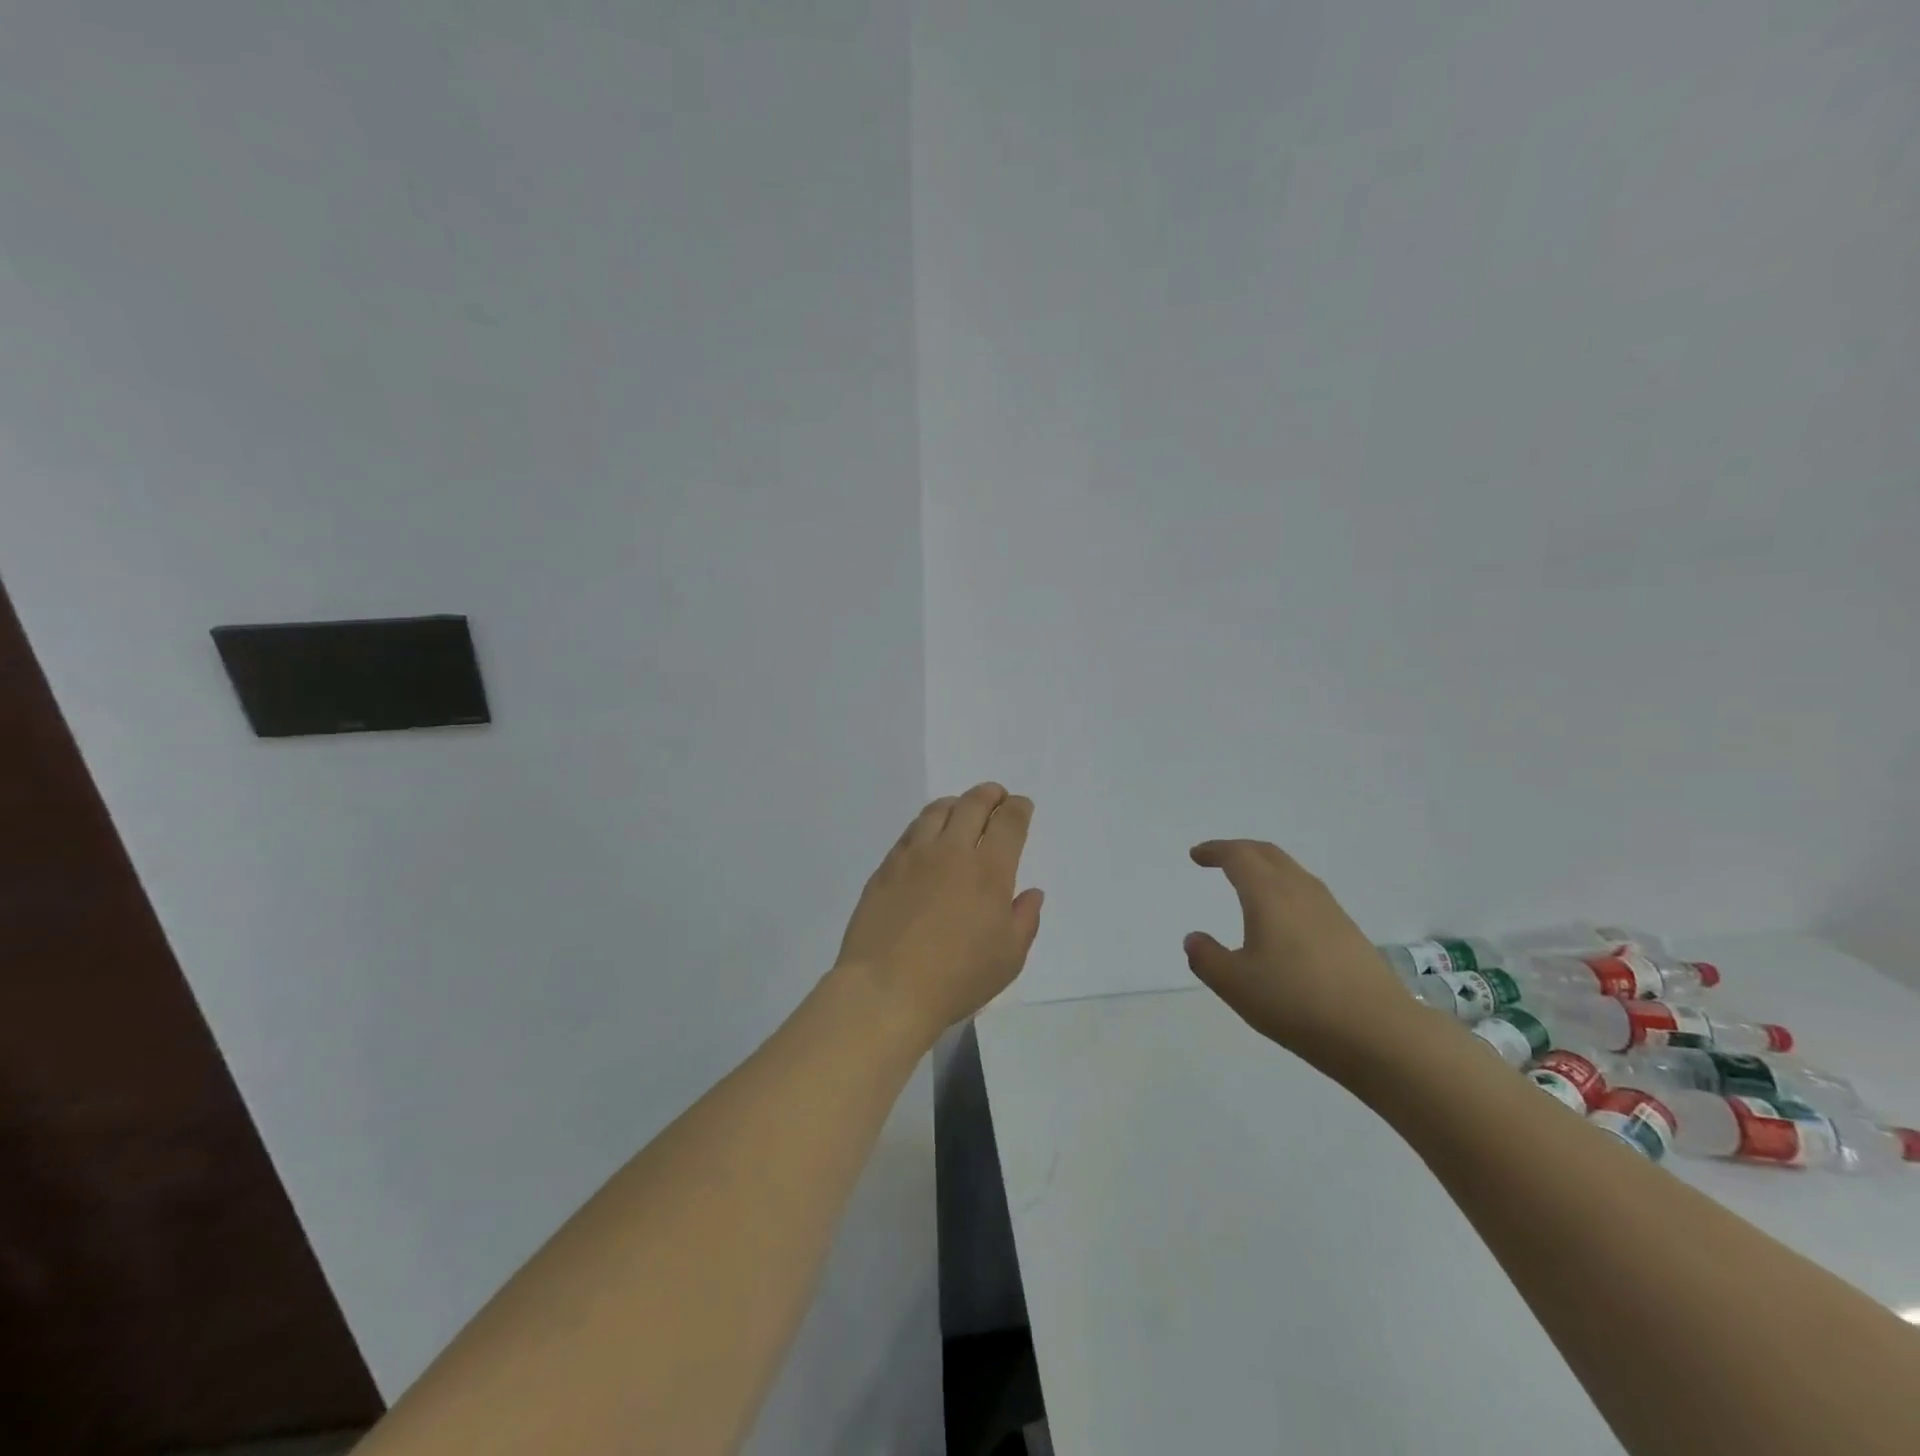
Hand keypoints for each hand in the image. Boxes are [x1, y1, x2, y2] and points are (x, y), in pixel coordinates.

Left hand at [833, 783, 1044, 1046]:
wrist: (886, 988)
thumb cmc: (956, 978)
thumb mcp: (1008, 958)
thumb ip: (1025, 920)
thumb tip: (1031, 893)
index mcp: (989, 871)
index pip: (1009, 823)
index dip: (1018, 808)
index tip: (1021, 806)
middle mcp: (952, 852)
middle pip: (972, 804)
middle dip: (989, 794)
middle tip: (996, 796)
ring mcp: (914, 856)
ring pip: (937, 810)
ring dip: (956, 803)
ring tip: (962, 809)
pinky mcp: (886, 867)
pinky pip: (911, 831)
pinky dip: (927, 823)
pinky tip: (928, 835)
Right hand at [1183, 840, 1421, 1075]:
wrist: (1379, 1032)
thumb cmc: (1296, 1002)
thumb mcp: (1235, 985)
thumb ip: (1207, 958)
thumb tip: (1194, 938)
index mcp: (1269, 895)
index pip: (1238, 856)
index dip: (1214, 851)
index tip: (1196, 856)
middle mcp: (1300, 891)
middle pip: (1268, 854)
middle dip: (1239, 851)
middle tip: (1218, 860)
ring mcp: (1329, 910)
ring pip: (1292, 872)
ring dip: (1265, 868)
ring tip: (1247, 884)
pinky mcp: (1348, 932)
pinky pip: (1307, 893)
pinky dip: (1284, 889)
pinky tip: (1282, 919)